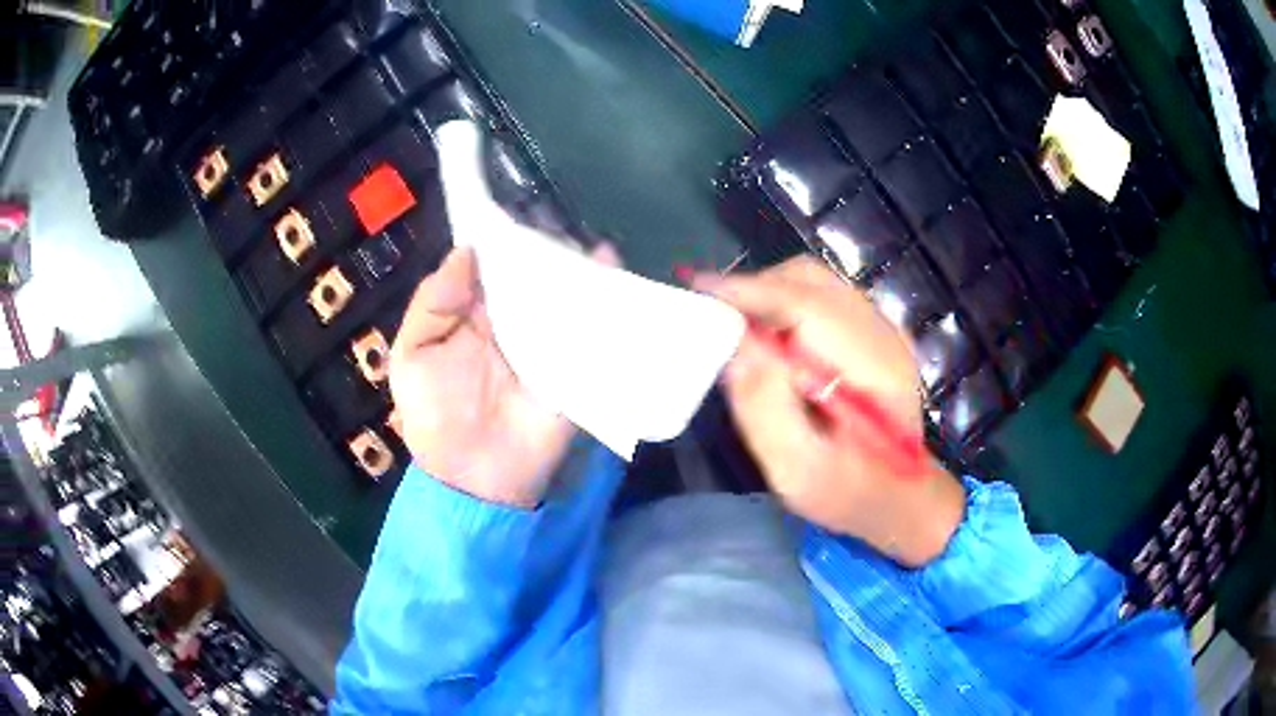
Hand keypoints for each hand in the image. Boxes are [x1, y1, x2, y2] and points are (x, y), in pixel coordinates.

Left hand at [390, 242, 620, 507]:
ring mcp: (550, 341)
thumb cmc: (434, 415)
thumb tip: (466, 249)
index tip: (521, 201)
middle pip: (539, 272)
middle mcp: (517, 318)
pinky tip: (616, 276)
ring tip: (595, 246)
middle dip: (553, 245)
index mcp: (477, 311)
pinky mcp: (577, 366)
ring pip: (570, 294)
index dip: (507, 233)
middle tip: (563, 221)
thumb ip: (433, 303)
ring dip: (584, 268)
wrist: (474, 475)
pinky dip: (609, 303)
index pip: (496, 263)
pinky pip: (594, 330)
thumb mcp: (412, 356)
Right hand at [698, 257, 964, 566]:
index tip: (701, 291)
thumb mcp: (800, 473)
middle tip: (714, 316)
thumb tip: (735, 348)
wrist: (898, 495)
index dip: (751, 293)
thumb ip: (767, 413)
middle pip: (811, 281)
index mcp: (875, 368)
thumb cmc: (849, 493)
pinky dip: (785, 301)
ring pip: (815, 282)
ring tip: (736, 327)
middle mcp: (883, 334)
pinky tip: (768, 336)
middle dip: (755, 289)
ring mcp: (881, 327)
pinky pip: (822, 295)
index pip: (808, 306)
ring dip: (768, 294)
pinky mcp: (871, 330)